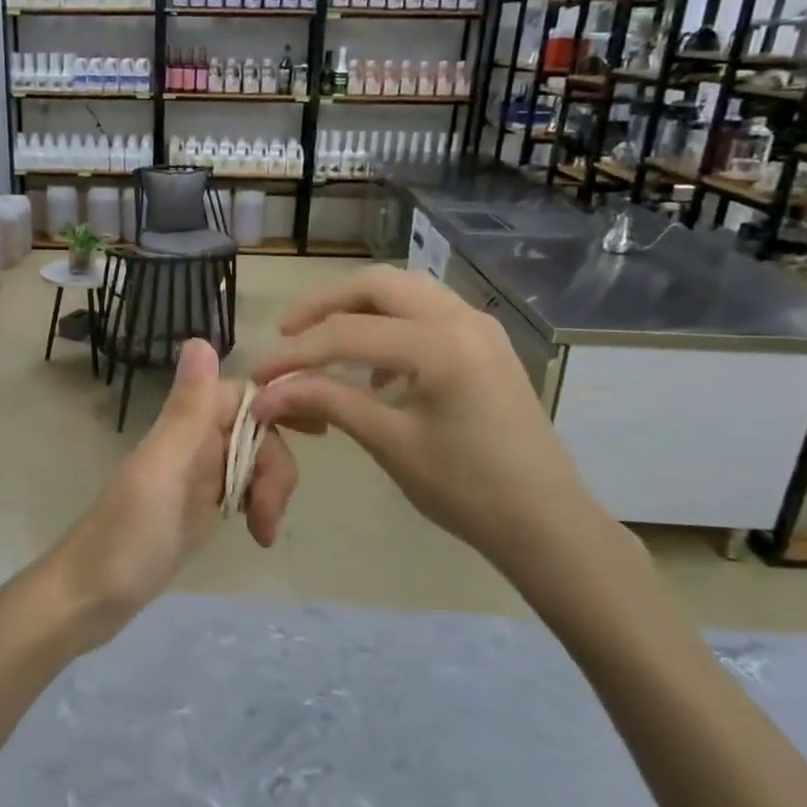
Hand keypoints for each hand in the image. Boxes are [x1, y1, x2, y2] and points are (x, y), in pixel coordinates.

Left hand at [40, 339, 298, 651]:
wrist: (90, 599)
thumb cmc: (126, 536)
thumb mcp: (163, 470)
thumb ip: (186, 409)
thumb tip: (199, 337)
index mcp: (182, 428)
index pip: (242, 395)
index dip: (277, 407)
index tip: (314, 433)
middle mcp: (190, 445)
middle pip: (254, 432)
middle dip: (275, 465)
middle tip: (270, 512)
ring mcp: (195, 478)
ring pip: (252, 462)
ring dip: (270, 490)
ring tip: (263, 532)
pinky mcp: (199, 510)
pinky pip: (242, 491)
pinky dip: (259, 507)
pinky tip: (258, 534)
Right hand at [251, 265, 637, 608]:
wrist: (546, 521)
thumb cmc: (467, 489)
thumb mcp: (390, 443)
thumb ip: (328, 403)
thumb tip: (268, 393)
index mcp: (440, 345)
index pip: (347, 334)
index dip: (296, 354)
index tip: (260, 375)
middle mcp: (461, 319)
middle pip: (377, 285)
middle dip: (325, 304)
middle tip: (288, 334)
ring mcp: (479, 326)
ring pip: (405, 290)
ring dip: (358, 307)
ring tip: (323, 341)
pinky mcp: (485, 342)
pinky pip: (427, 311)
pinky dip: (390, 322)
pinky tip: (375, 367)